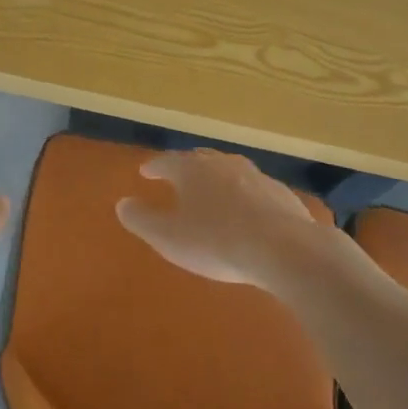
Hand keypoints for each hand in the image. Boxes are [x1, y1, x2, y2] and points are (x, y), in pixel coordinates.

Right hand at [115, 150, 330, 289]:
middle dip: (186, 166)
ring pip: (229, 170)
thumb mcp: (168, 237)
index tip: (146, 172)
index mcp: (191, 170)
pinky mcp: (280, 193)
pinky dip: (243, 194)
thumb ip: (141, 220)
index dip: (154, 167)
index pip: (167, 162)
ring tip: (212, 190)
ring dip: (217, 177)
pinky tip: (246, 210)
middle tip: (178, 173)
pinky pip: (254, 188)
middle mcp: (222, 164)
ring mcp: (255, 175)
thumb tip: (123, 204)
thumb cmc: (216, 242)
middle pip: (200, 159)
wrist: (284, 249)